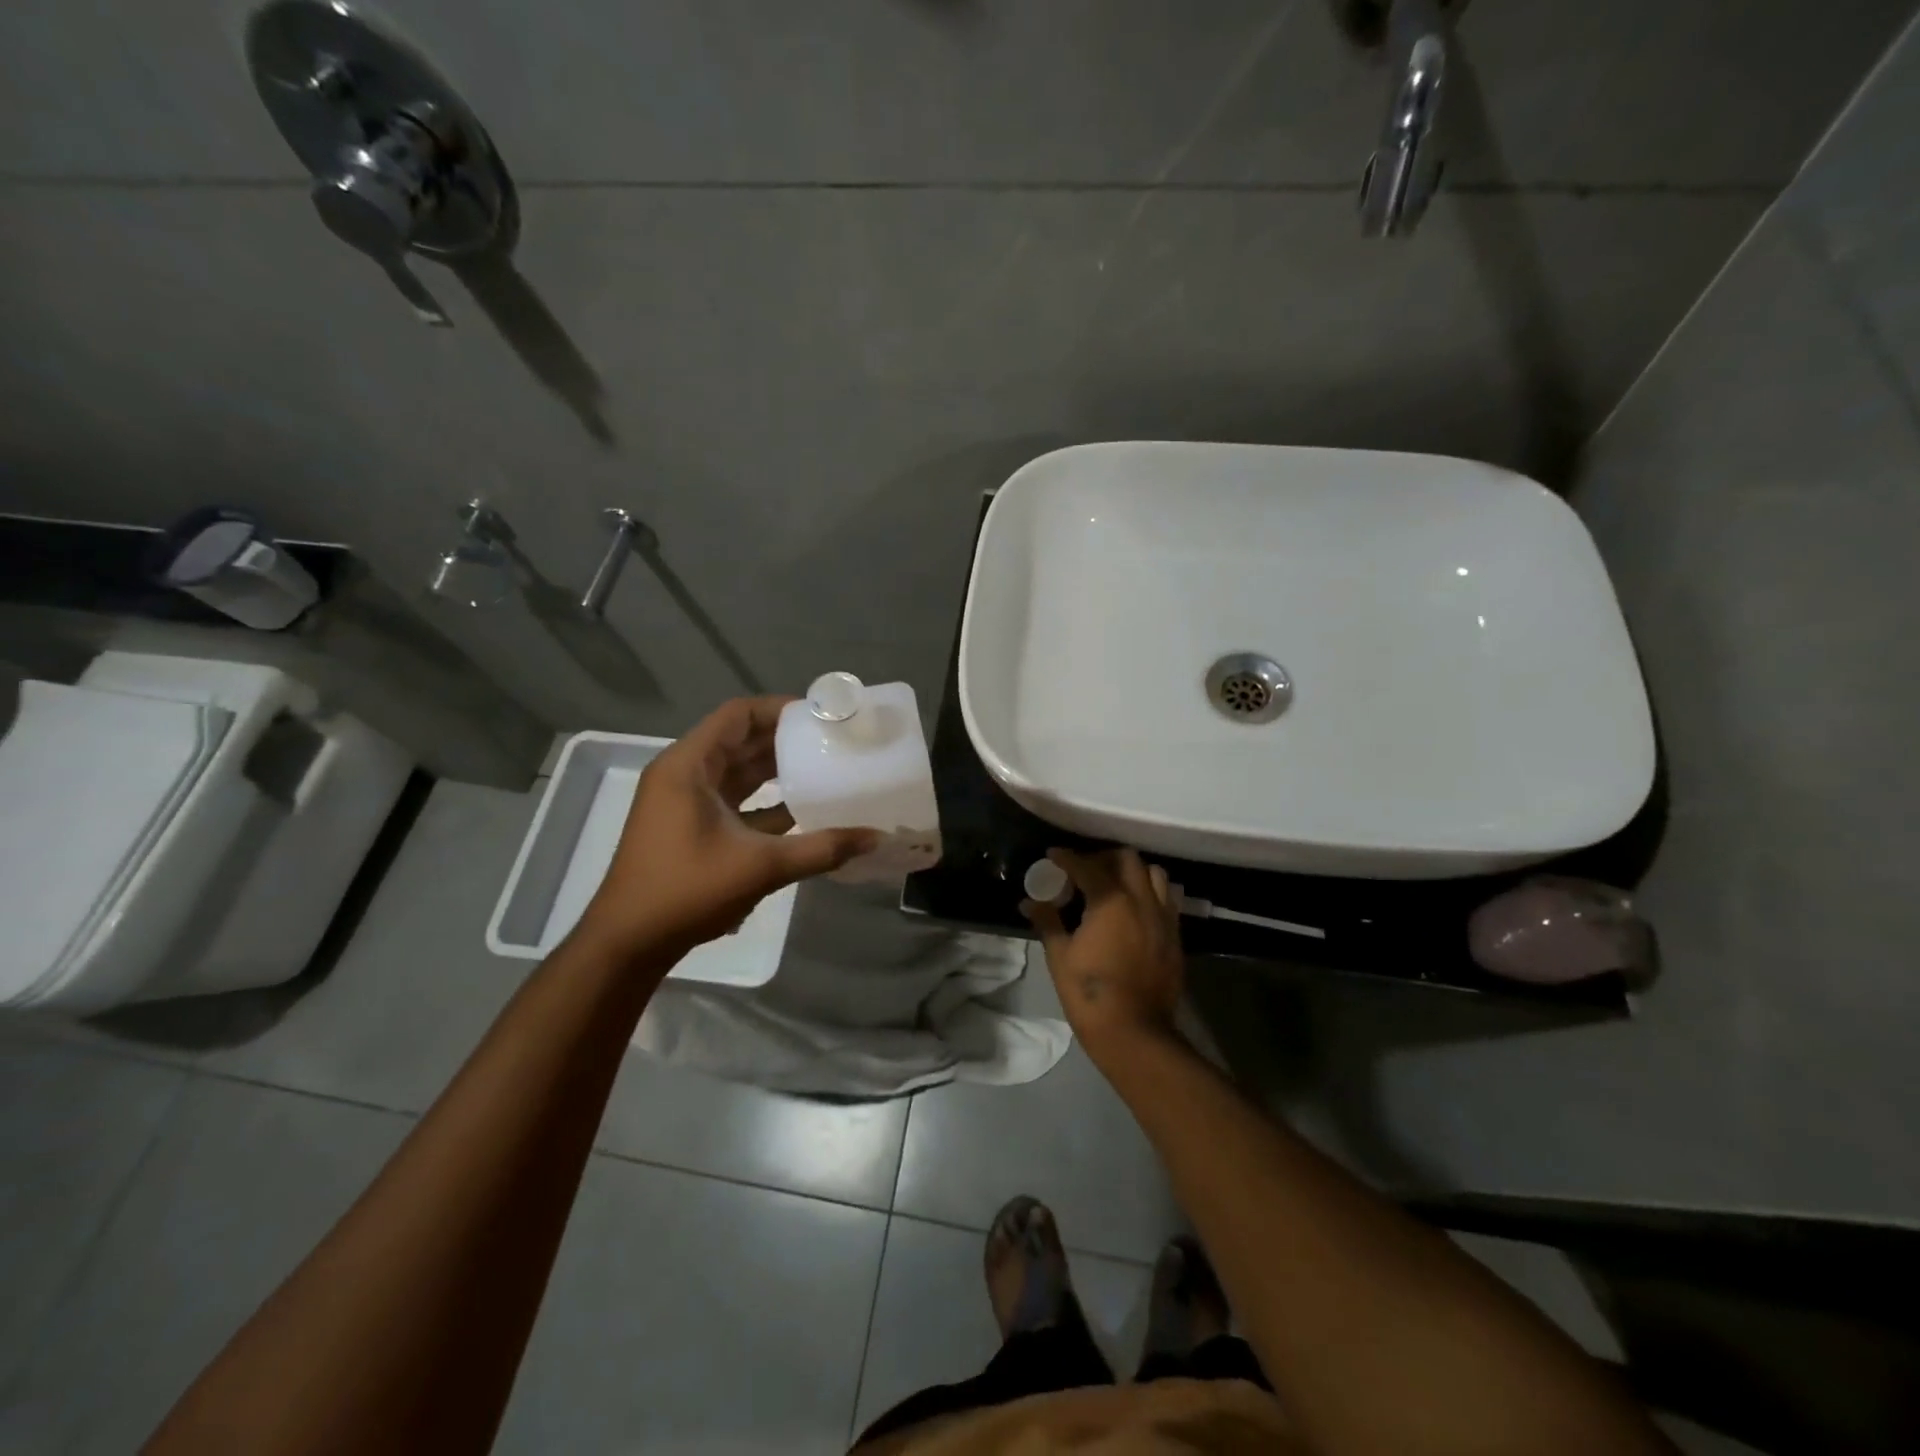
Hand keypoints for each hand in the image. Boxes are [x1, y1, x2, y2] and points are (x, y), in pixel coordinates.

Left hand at [576, 696, 879, 962]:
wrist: (629, 942)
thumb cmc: (687, 890)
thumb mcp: (760, 866)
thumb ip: (821, 848)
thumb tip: (875, 837)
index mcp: (689, 766)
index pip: (737, 715)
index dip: (779, 709)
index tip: (820, 716)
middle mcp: (684, 775)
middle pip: (738, 740)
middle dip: (784, 738)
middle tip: (830, 739)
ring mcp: (685, 803)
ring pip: (737, 772)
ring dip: (776, 769)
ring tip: (823, 766)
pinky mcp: (690, 828)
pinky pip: (733, 800)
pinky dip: (765, 800)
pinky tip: (803, 809)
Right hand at [1022, 847, 1184, 1054]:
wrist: (1134, 1032)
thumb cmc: (1089, 993)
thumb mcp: (1060, 956)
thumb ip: (1047, 921)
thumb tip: (1029, 902)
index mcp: (1110, 900)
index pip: (1086, 865)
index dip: (1067, 857)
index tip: (1053, 855)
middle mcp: (1142, 900)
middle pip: (1126, 859)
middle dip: (1103, 857)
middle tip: (1084, 870)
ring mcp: (1163, 917)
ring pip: (1154, 874)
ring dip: (1132, 872)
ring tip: (1114, 885)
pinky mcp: (1175, 936)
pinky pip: (1166, 899)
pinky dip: (1149, 893)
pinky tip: (1134, 910)